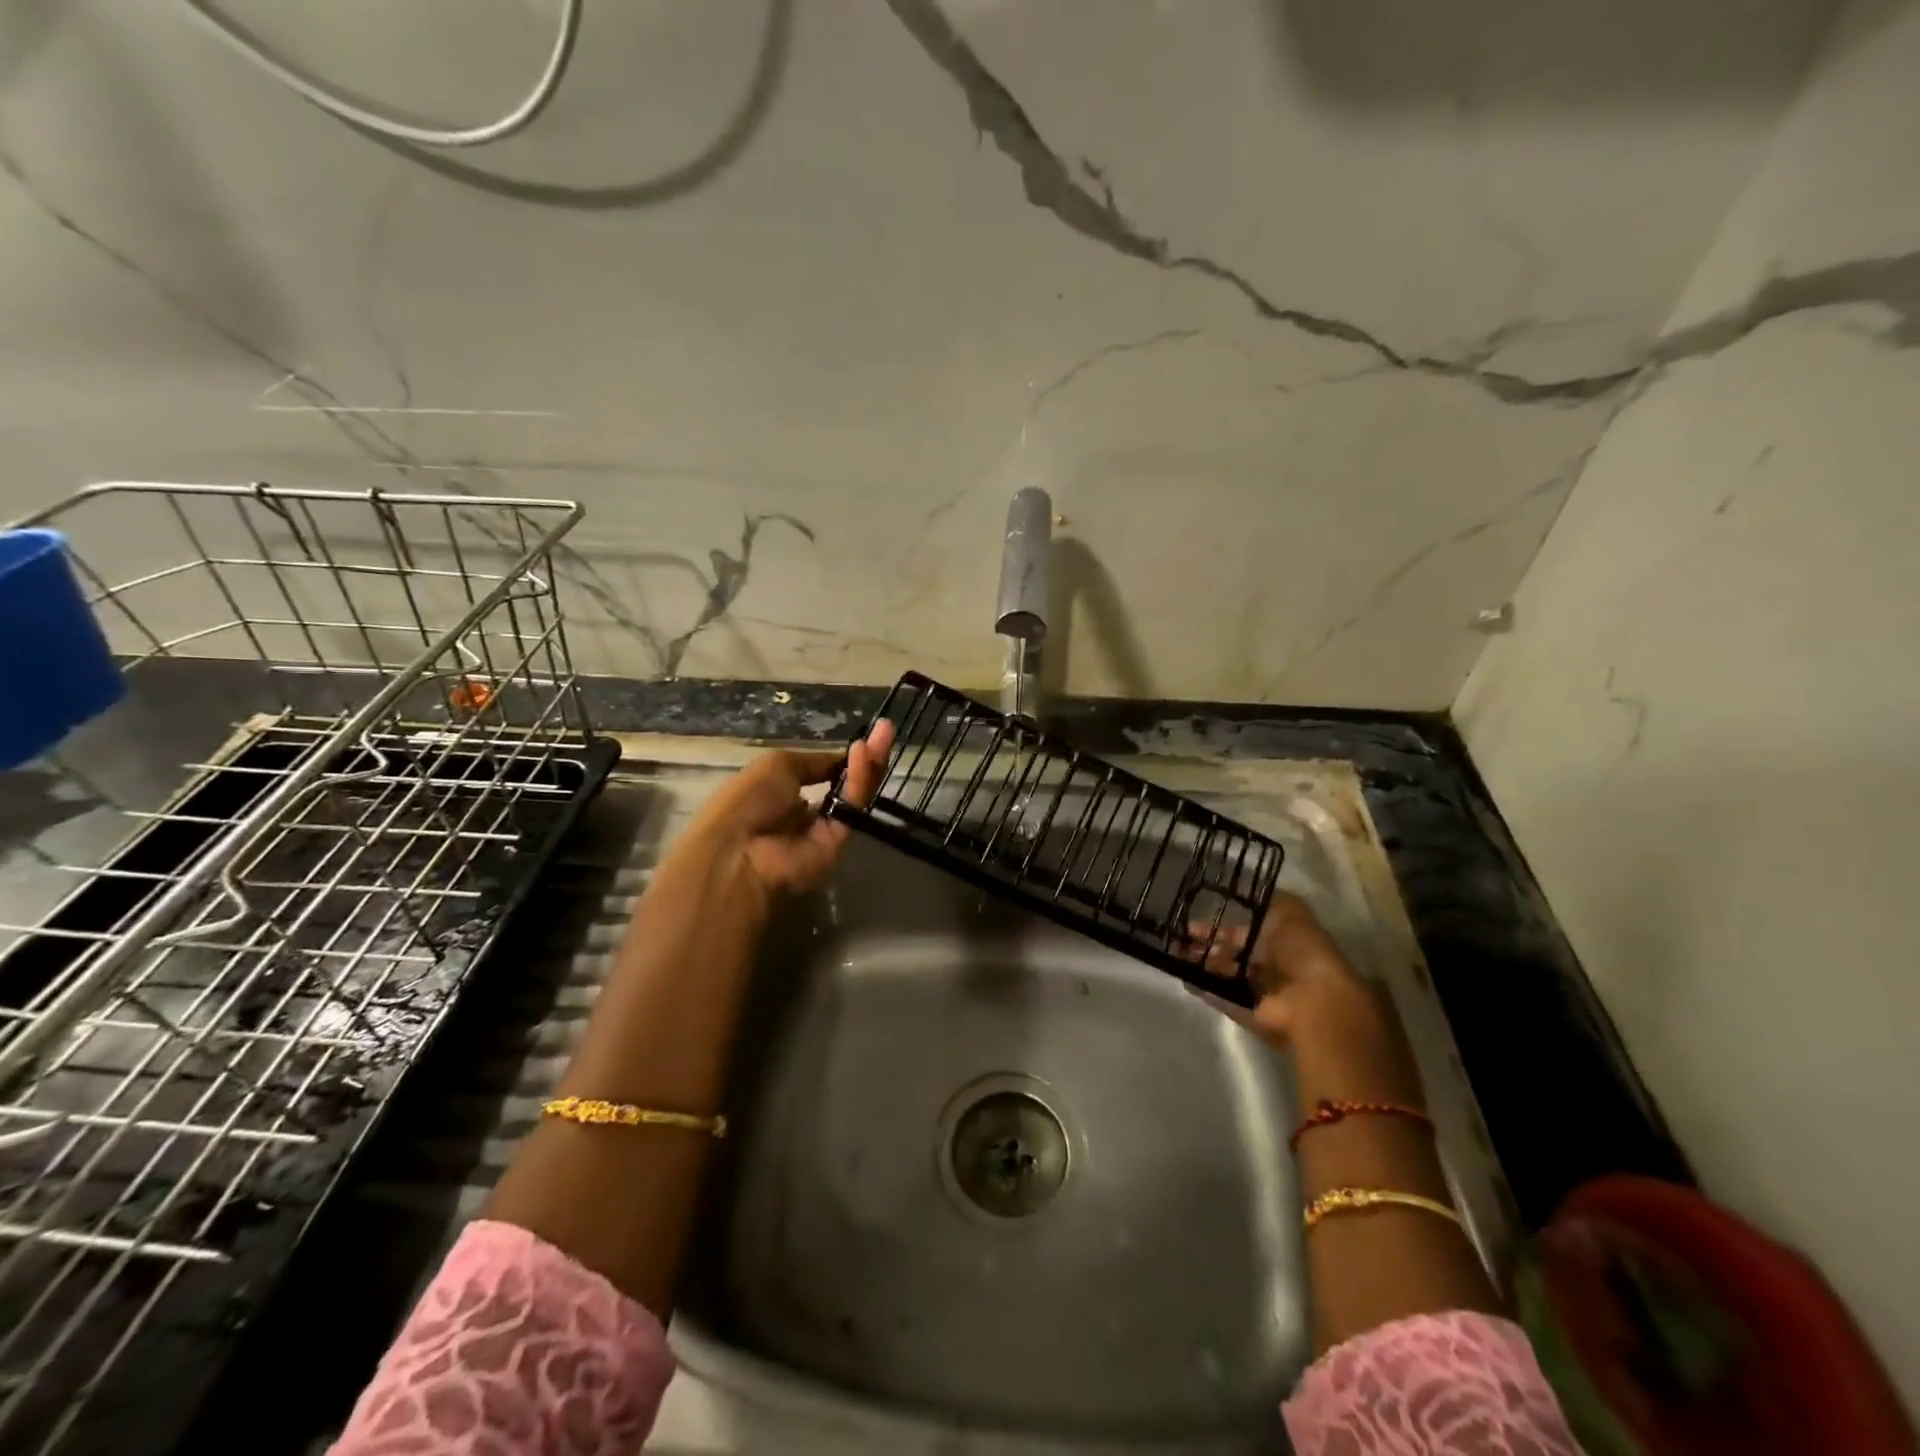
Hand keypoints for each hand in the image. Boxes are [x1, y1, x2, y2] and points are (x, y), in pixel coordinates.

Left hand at [683, 719, 894, 910]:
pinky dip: (859, 780)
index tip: (864, 736)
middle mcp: (805, 812)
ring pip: (854, 794)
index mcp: (782, 793)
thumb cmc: (747, 800)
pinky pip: (852, 807)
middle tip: (886, 729)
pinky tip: (864, 754)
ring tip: (885, 733)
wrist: (739, 851)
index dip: (842, 757)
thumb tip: (843, 758)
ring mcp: (824, 829)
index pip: (822, 773)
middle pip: (845, 783)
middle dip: (866, 756)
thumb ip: (816, 762)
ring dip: (869, 763)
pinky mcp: (840, 843)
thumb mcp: (777, 765)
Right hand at [1188, 892, 1369, 1045]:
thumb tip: (1245, 892)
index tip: (1193, 921)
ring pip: (1225, 975)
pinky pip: (1224, 999)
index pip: (1246, 931)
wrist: (1314, 1001)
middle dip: (1207, 945)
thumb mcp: (1290, 912)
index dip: (1221, 925)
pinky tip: (1185, 978)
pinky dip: (1206, 989)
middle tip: (1179, 939)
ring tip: (1177, 955)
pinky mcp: (1252, 1015)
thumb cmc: (1302, 951)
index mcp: (1283, 940)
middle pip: (1233, 954)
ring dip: (1202, 965)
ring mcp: (1262, 992)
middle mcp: (1273, 966)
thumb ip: (1269, 901)